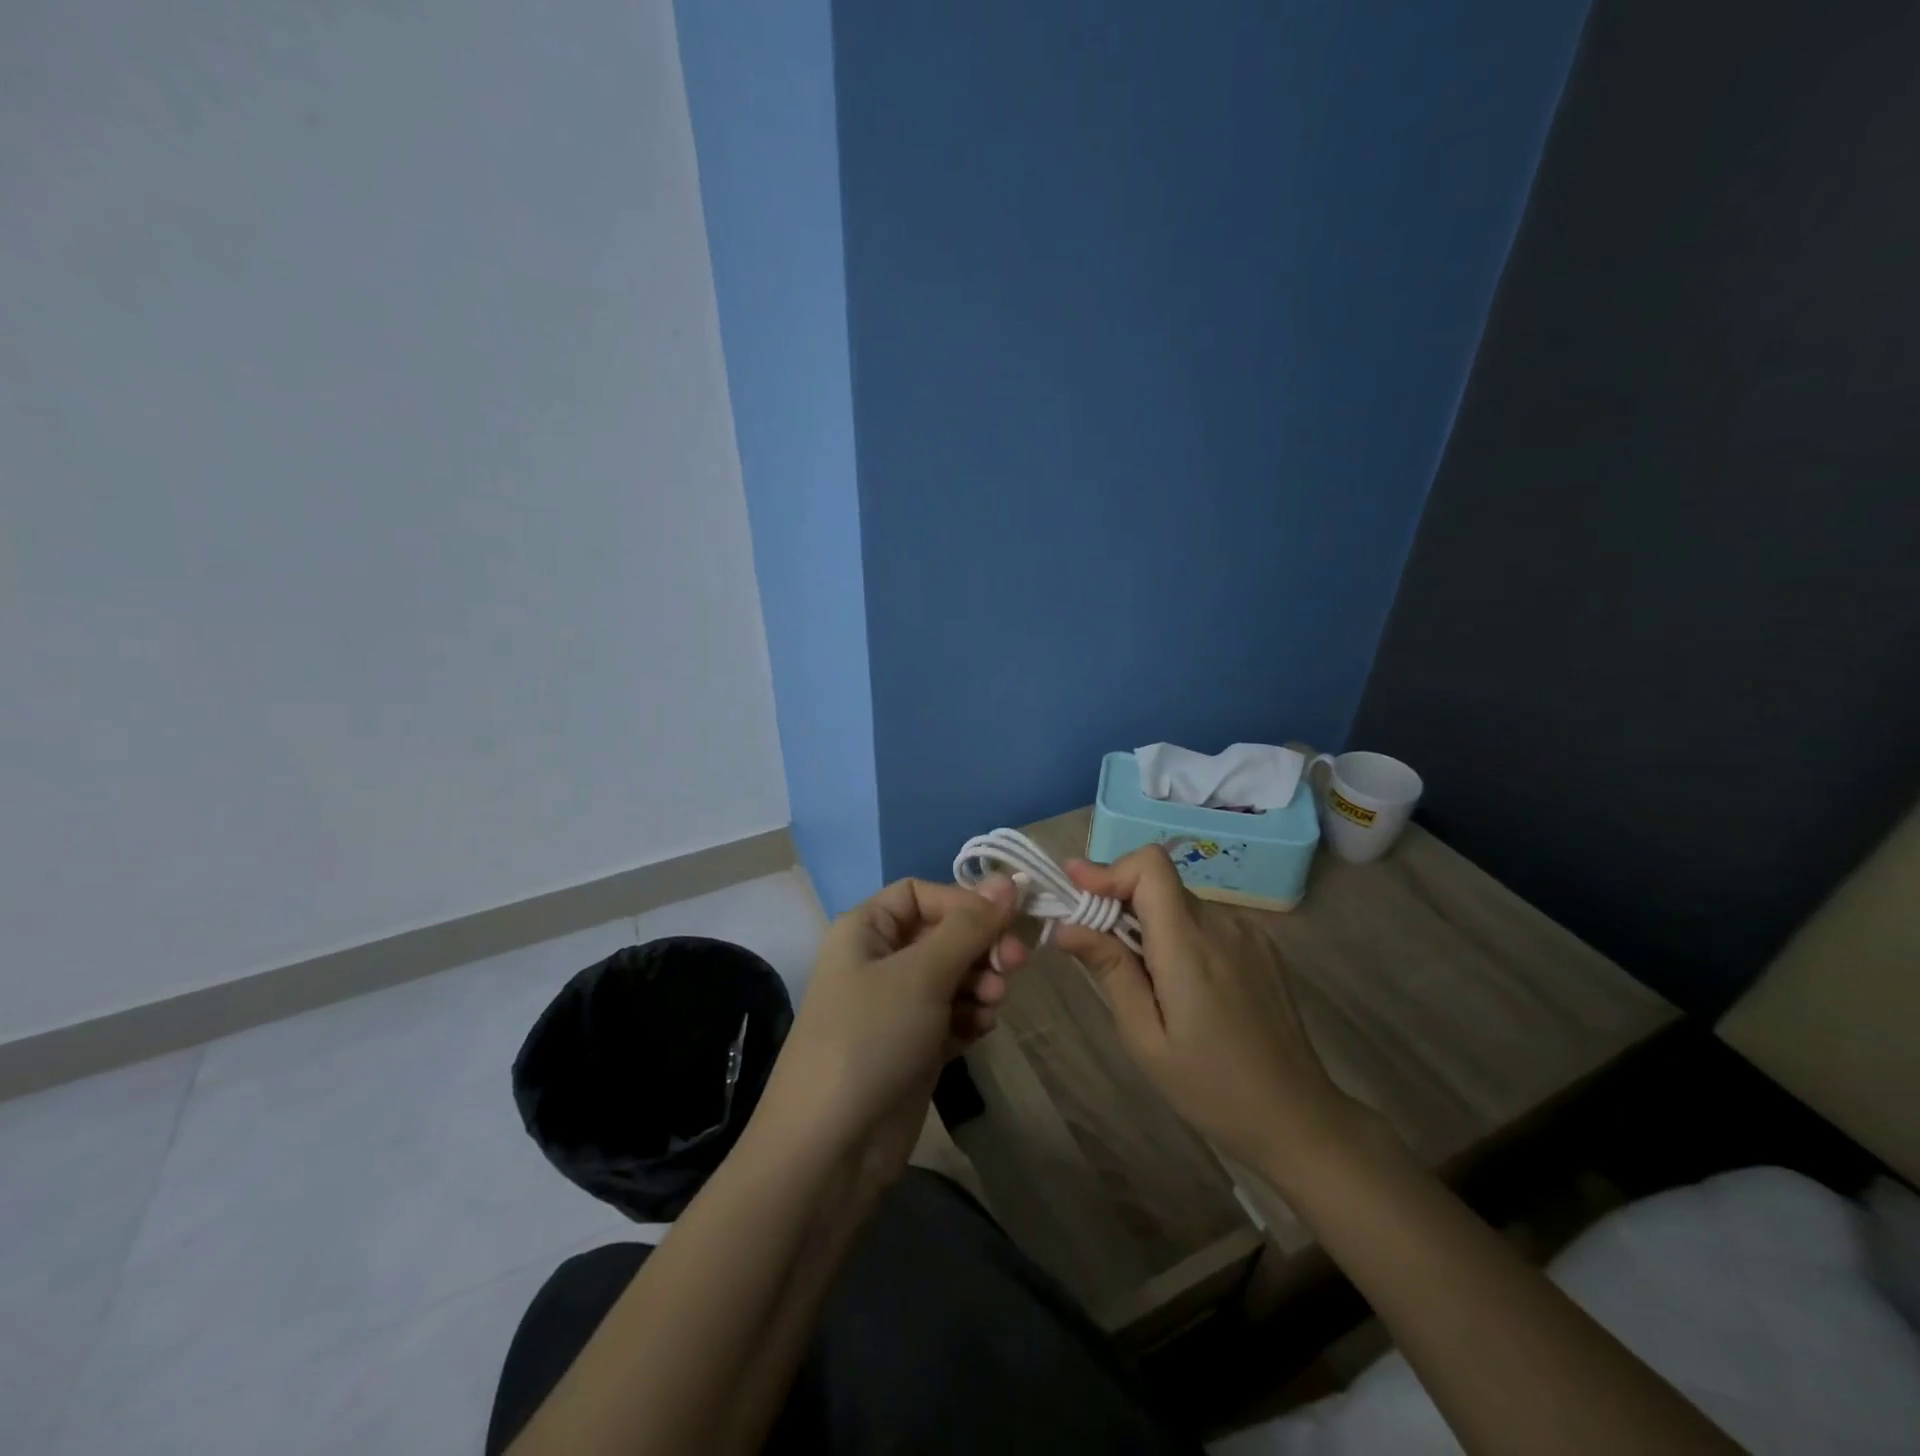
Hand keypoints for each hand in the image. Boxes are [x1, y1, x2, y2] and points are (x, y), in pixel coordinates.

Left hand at [758, 877, 1025, 1189]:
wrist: (830, 1147)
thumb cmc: (871, 1038)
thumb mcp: (921, 973)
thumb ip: (969, 926)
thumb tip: (1007, 880)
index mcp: (866, 929)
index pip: (922, 894)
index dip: (964, 903)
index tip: (1004, 921)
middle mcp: (879, 960)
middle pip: (943, 934)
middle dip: (980, 946)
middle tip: (1015, 964)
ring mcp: (896, 1006)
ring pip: (953, 975)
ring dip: (981, 983)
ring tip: (993, 1004)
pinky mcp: (912, 1045)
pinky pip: (952, 1014)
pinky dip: (970, 1017)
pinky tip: (980, 1031)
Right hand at [1052, 845, 1362, 1180]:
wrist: (1297, 1118)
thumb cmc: (1210, 1087)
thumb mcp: (1145, 1037)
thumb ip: (1109, 970)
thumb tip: (1065, 925)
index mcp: (1189, 944)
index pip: (1150, 865)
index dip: (1110, 870)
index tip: (1078, 893)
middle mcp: (1222, 924)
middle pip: (1159, 883)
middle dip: (1120, 902)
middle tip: (1096, 946)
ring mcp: (1248, 932)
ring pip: (1180, 902)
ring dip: (1150, 922)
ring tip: (1145, 978)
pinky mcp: (1263, 946)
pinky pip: (1207, 921)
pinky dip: (1181, 934)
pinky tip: (1185, 985)